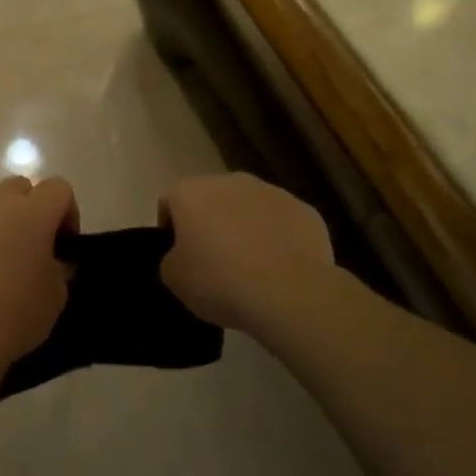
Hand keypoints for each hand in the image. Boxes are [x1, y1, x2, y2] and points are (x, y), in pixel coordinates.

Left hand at [0, 176, 77, 365]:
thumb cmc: (16, 313)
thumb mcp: (56, 296)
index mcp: (32, 213)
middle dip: (30, 209)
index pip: (58, 188)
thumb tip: (52, 261)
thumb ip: (58, 269)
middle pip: (19, 187)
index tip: (64, 244)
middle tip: (32, 247)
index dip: (67, 211)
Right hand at [159, 173, 334, 332]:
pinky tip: (280, 268)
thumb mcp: (174, 279)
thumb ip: (171, 259)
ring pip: (249, 207)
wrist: (290, 294)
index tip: (178, 256)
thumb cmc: (220, 282)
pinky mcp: (305, 210)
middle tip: (213, 261)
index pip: (170, 202)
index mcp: (191, 193)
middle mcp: (230, 181)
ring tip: (251, 267)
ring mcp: (271, 192)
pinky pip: (282, 222)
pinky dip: (278, 238)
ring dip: (245, 227)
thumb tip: (183, 255)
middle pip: (212, 199)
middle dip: (210, 223)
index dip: (170, 229)